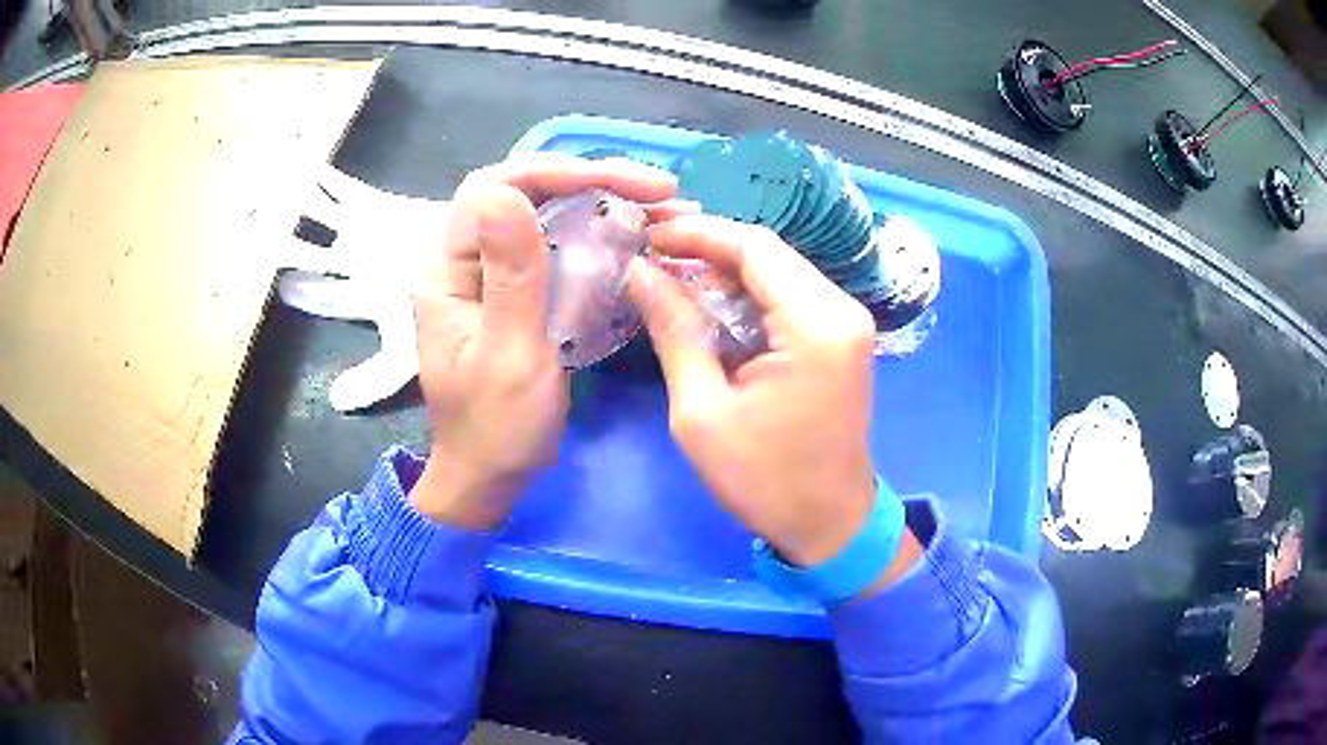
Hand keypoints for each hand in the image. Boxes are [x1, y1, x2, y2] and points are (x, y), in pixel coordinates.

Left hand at [410, 154, 677, 528]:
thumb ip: (512, 275)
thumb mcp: (509, 355)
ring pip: (548, 215)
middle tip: (662, 190)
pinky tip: (643, 237)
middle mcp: (465, 259)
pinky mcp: (519, 291)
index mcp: (446, 269)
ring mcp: (493, 273)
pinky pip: (560, 246)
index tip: (621, 183)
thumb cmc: (495, 428)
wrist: (489, 477)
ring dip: (607, 204)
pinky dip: (603, 236)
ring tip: (667, 208)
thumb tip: (505, 192)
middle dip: (594, 181)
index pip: (493, 188)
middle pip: (526, 192)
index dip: (556, 173)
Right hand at [629, 215, 916, 572]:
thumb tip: (641, 272)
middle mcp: (841, 310)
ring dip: (726, 274)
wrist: (829, 523)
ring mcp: (847, 322)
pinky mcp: (842, 338)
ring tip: (672, 285)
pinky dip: (748, 297)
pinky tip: (711, 311)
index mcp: (815, 324)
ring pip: (778, 272)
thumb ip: (674, 331)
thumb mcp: (702, 411)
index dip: (697, 234)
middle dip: (708, 251)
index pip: (754, 247)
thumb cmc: (764, 480)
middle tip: (653, 261)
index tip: (647, 237)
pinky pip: (790, 298)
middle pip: (769, 253)